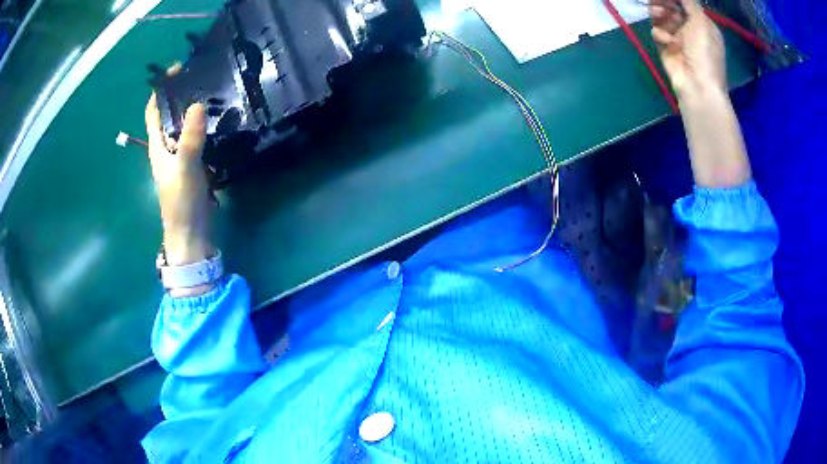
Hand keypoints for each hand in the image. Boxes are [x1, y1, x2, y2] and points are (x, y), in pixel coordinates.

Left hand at [145, 85, 214, 266]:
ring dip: (194, 108)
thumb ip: (190, 138)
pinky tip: (219, 118)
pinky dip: (204, 124)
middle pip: (169, 114)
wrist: (191, 233)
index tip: (177, 70)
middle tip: (203, 75)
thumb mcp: (185, 168)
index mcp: (157, 145)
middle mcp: (166, 146)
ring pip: (184, 124)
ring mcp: (180, 155)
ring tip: (214, 90)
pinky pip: (197, 136)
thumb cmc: (181, 202)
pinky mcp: (193, 163)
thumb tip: (196, 104)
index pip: (153, 111)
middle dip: (181, 94)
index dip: (160, 90)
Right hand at [650, 0, 725, 100]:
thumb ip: (690, 2)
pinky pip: (657, 32)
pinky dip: (660, 34)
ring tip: (658, 15)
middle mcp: (690, 29)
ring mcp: (677, 38)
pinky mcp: (666, 48)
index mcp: (702, 23)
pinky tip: (666, 41)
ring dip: (658, 14)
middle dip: (663, 2)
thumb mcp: (701, 22)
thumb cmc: (704, 53)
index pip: (684, 2)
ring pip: (661, 17)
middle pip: (670, 7)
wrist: (698, 86)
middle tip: (657, 2)